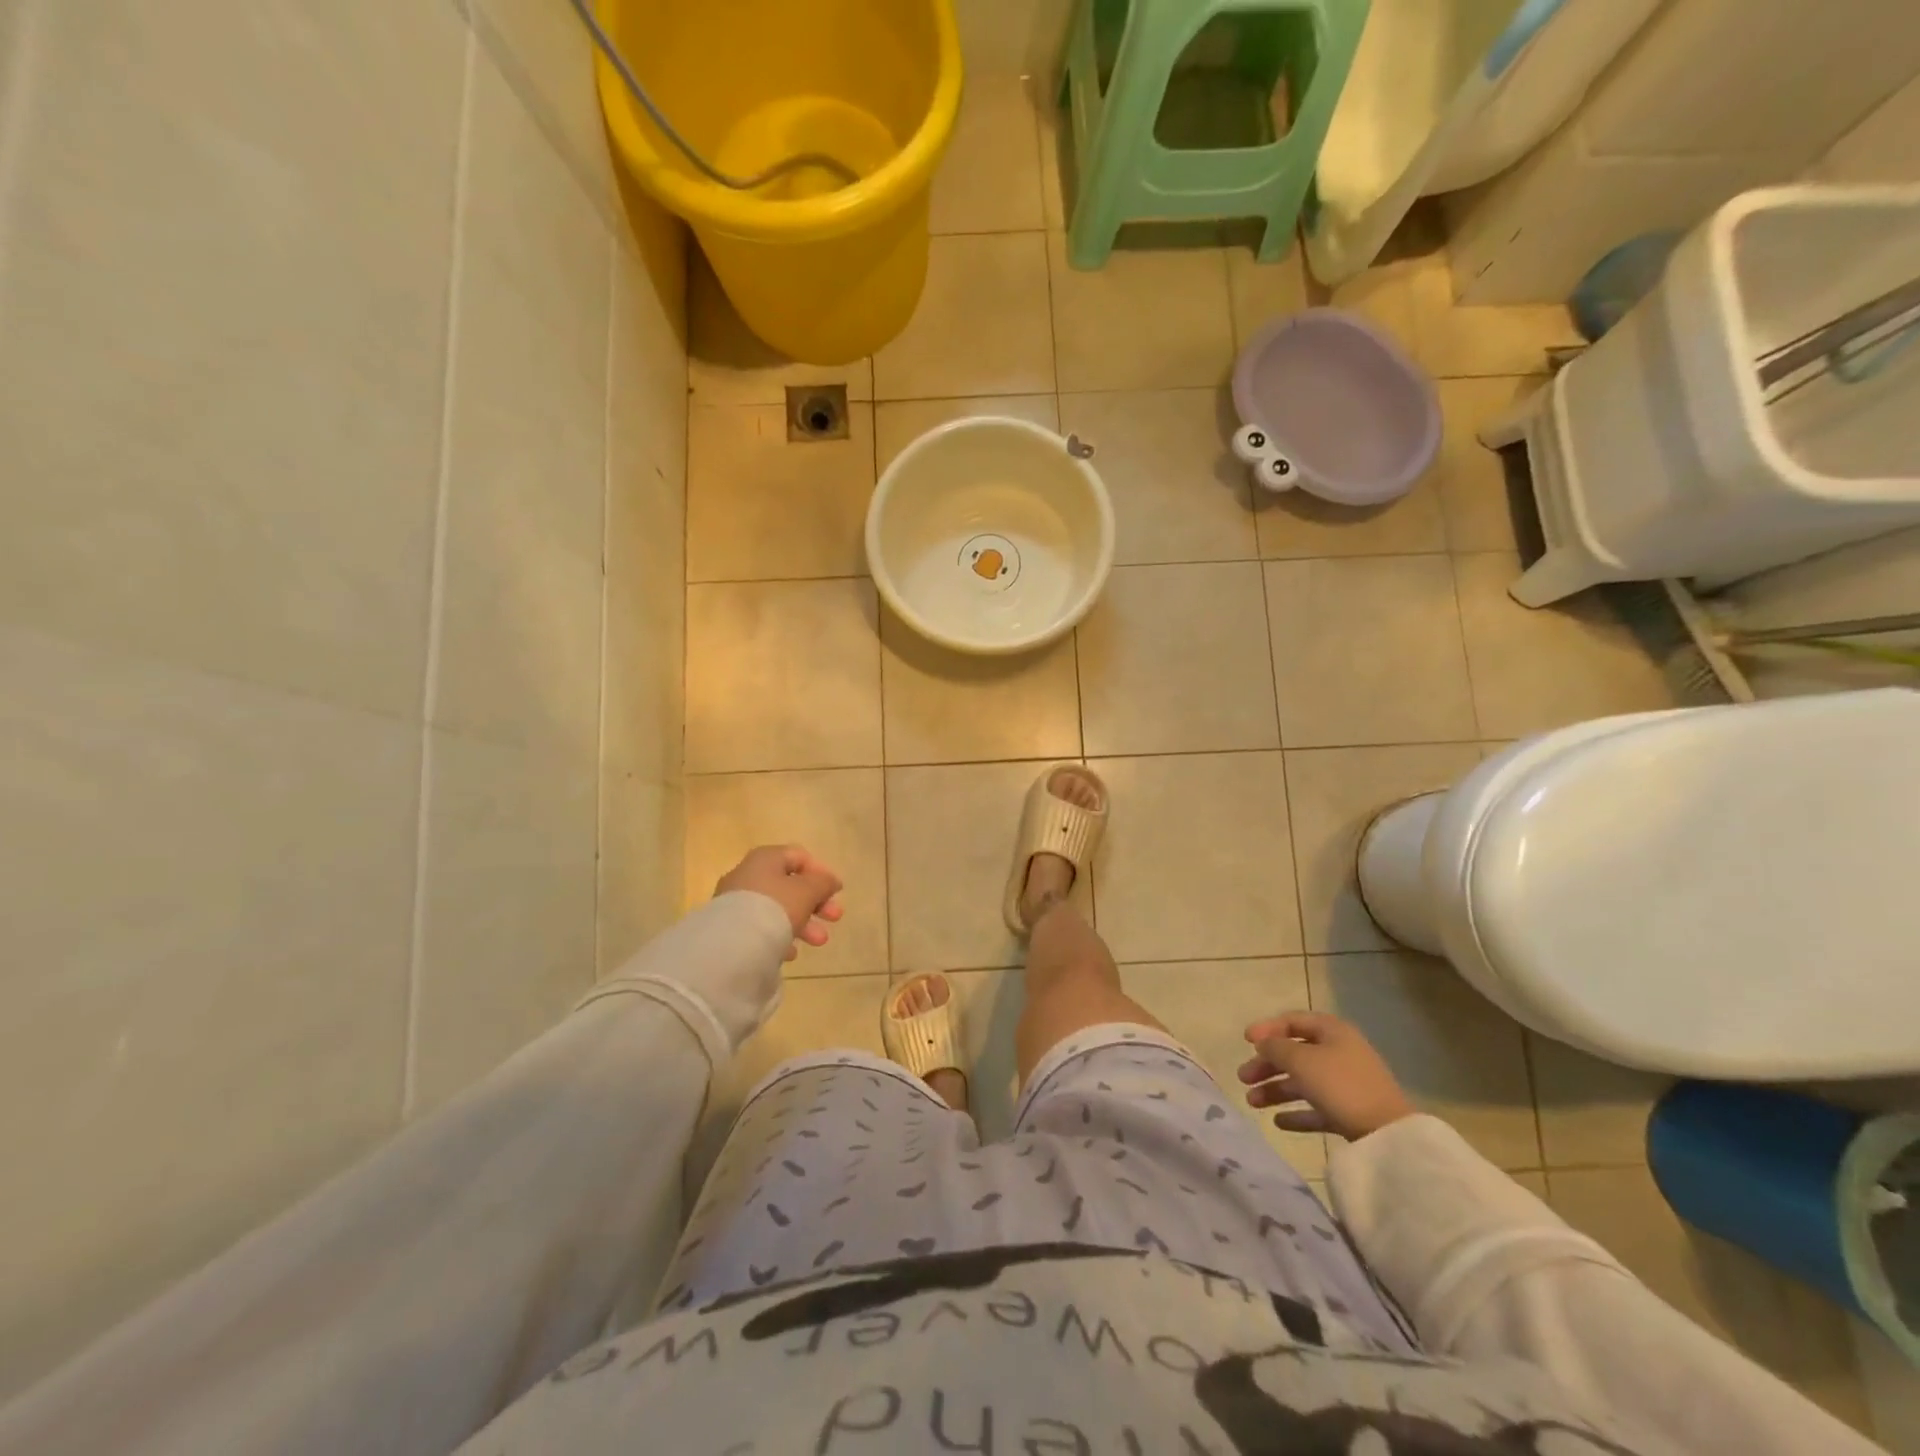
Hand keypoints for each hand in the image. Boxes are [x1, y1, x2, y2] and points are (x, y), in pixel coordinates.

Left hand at [715, 845, 844, 961]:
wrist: (732, 944)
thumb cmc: (775, 907)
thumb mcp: (807, 891)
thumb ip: (823, 883)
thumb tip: (830, 881)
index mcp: (765, 859)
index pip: (798, 857)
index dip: (821, 872)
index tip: (836, 892)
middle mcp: (747, 875)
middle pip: (789, 886)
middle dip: (816, 903)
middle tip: (835, 918)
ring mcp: (736, 902)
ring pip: (777, 909)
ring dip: (803, 923)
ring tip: (819, 942)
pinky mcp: (729, 928)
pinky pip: (761, 928)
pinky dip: (779, 937)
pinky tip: (790, 953)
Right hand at [1237, 1011, 1415, 1141]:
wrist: (1387, 1135)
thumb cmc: (1340, 1085)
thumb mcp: (1301, 1060)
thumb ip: (1275, 1047)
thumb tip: (1263, 1043)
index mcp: (1332, 1031)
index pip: (1293, 1021)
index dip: (1267, 1028)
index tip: (1245, 1041)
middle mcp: (1339, 1053)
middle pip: (1295, 1053)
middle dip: (1266, 1065)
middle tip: (1243, 1077)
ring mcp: (1346, 1084)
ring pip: (1303, 1082)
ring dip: (1275, 1089)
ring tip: (1252, 1102)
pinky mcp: (1350, 1113)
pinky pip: (1317, 1108)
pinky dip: (1297, 1112)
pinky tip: (1278, 1122)